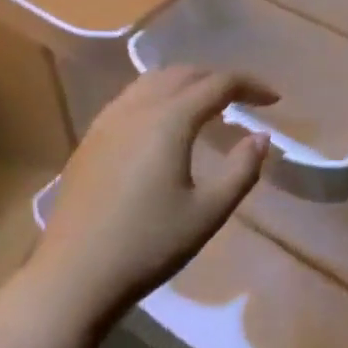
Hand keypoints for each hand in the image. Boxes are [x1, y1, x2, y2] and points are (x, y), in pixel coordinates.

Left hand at [29, 66, 274, 323]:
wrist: (74, 274)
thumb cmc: (148, 245)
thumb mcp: (207, 213)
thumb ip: (241, 170)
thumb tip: (261, 137)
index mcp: (169, 119)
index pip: (218, 83)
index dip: (250, 86)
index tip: (273, 100)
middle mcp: (138, 106)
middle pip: (184, 73)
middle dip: (219, 79)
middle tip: (244, 101)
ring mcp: (108, 119)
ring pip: (154, 80)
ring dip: (187, 83)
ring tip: (208, 106)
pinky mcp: (91, 136)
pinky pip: (132, 97)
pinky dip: (160, 95)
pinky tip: (165, 123)